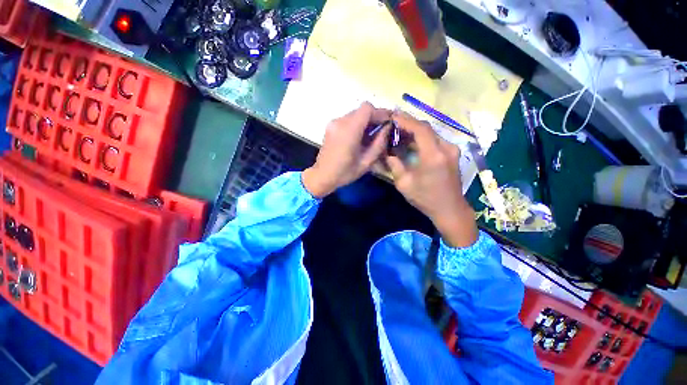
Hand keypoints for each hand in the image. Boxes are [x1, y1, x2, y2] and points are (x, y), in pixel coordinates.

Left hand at [302, 102, 390, 197]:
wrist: (322, 176)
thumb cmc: (345, 172)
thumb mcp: (366, 162)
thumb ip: (379, 143)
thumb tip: (388, 127)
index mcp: (348, 130)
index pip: (367, 108)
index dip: (380, 113)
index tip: (388, 123)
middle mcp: (340, 122)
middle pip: (362, 110)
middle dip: (374, 118)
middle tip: (382, 131)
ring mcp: (333, 123)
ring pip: (355, 114)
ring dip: (366, 121)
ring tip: (371, 136)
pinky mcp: (331, 126)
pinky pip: (348, 119)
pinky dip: (357, 124)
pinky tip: (360, 137)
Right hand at [386, 112, 477, 247]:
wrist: (450, 208)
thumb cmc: (425, 199)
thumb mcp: (404, 184)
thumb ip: (394, 165)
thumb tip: (387, 153)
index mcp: (433, 156)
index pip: (420, 129)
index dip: (406, 120)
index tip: (393, 116)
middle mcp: (446, 148)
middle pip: (426, 128)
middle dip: (409, 123)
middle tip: (394, 123)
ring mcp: (452, 149)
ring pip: (431, 133)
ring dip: (415, 131)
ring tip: (400, 132)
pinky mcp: (452, 153)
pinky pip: (435, 140)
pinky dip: (422, 138)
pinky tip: (412, 142)